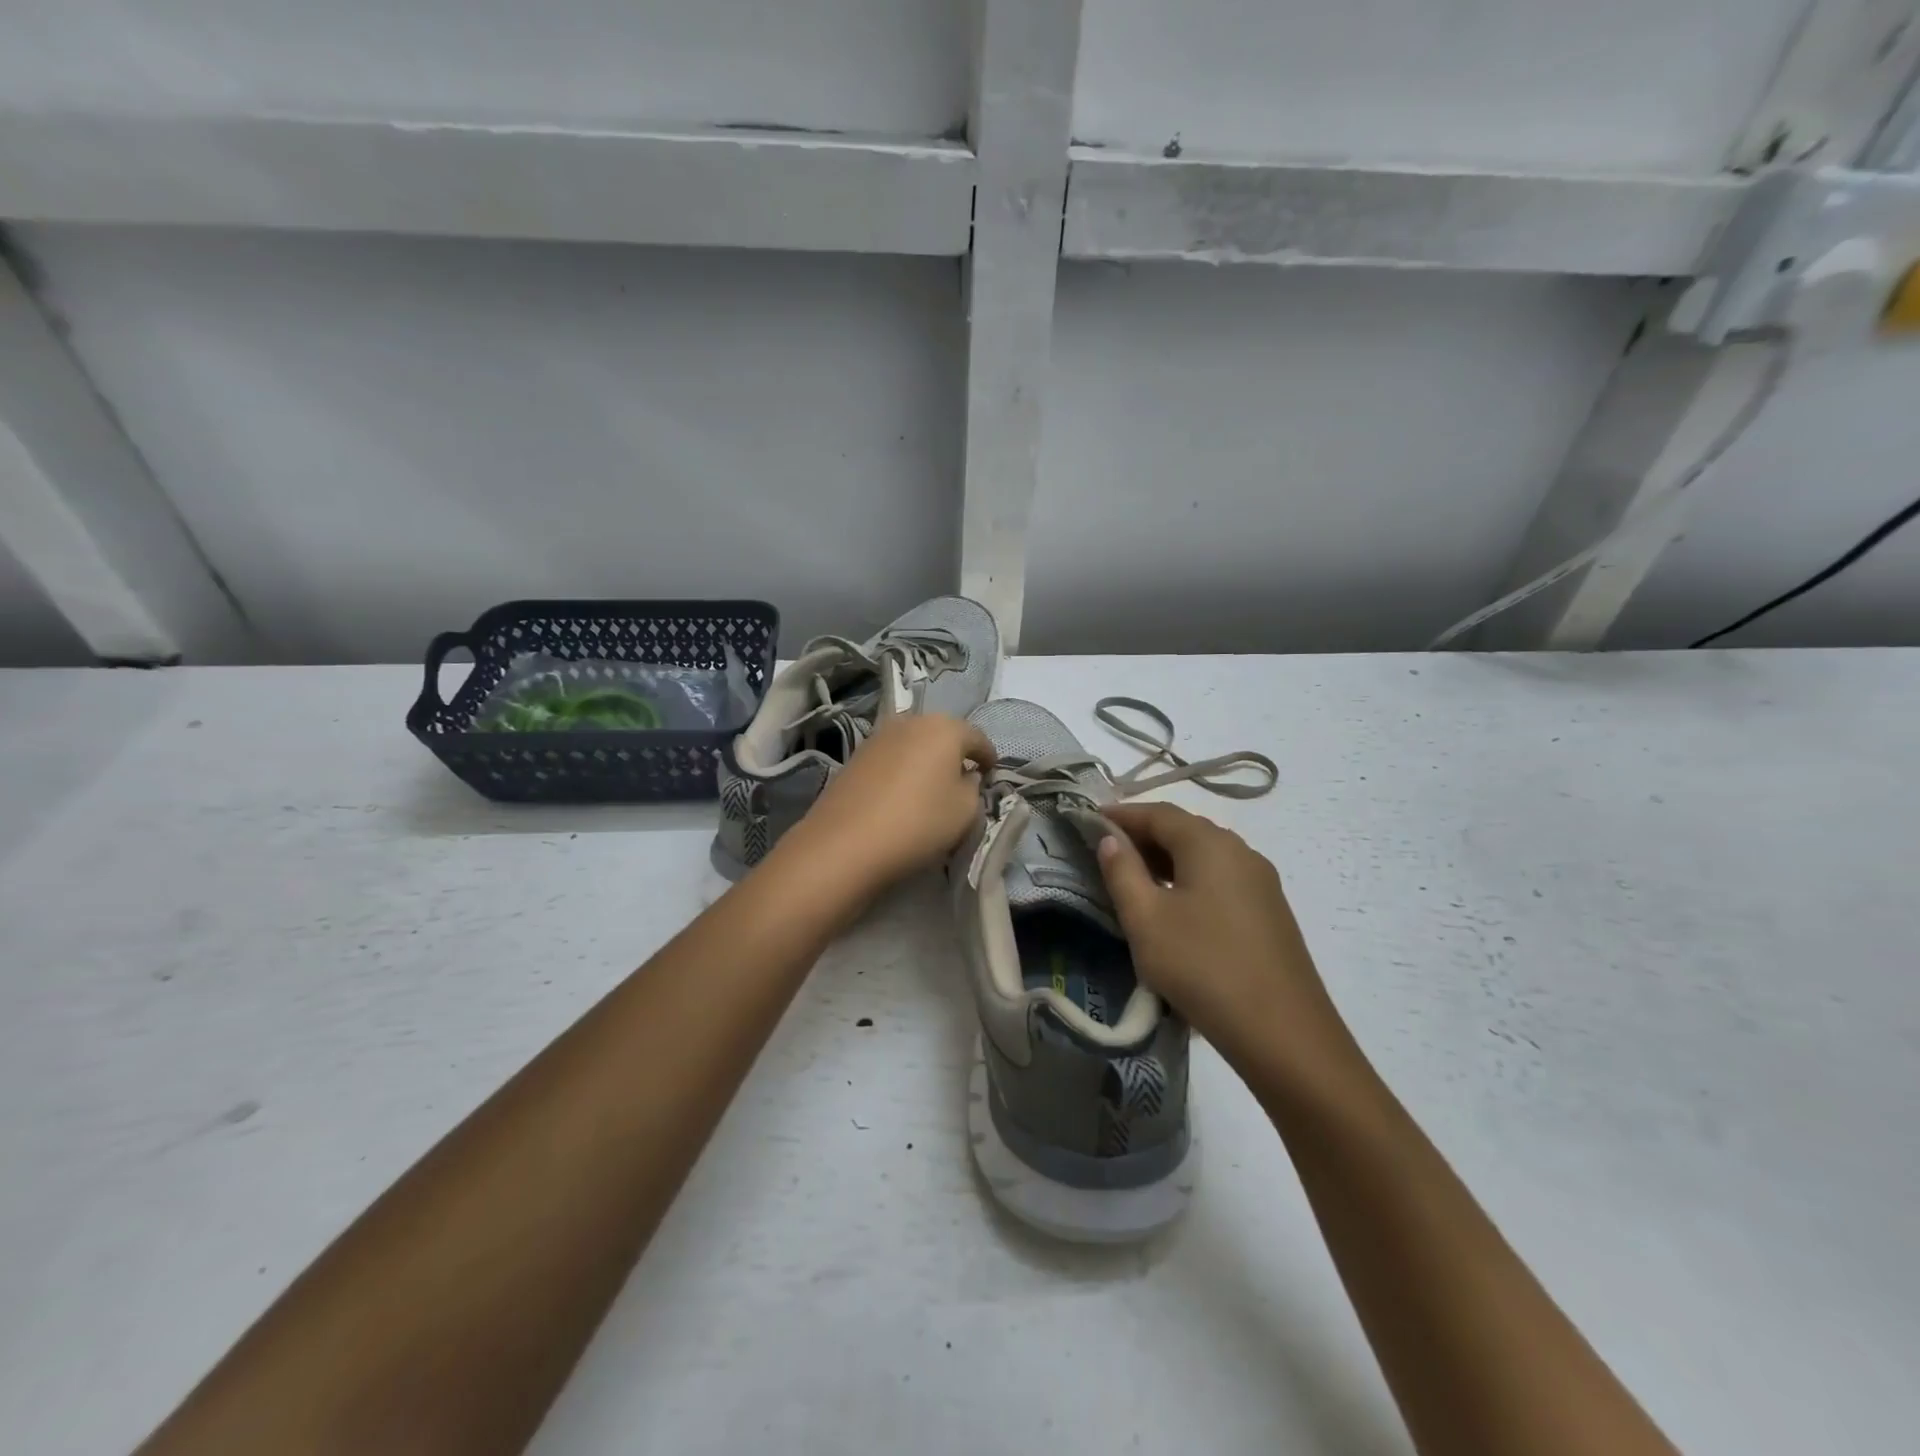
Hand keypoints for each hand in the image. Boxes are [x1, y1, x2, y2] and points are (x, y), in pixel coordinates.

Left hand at [784, 713, 995, 893]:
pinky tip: (902, 793)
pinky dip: (902, 770)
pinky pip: (892, 758)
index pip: (977, 738)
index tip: (992, 774)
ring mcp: (878, 736)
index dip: (989, 757)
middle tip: (963, 780)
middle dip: (955, 754)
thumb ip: (973, 788)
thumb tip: (965, 777)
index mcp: (945, 727)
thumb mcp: (965, 811)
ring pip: (914, 744)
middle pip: (942, 734)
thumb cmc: (918, 822)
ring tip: (931, 788)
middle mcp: (911, 721)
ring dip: (926, 760)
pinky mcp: (855, 756)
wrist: (845, 843)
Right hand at [1096, 802, 1351, 1074]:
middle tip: (1106, 852)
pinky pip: (1220, 880)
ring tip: (1133, 880)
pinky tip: (1174, 908)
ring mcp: (1261, 882)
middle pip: (1184, 830)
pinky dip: (1190, 880)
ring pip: (1204, 856)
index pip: (1158, 813)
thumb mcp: (1147, 920)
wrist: (1284, 1034)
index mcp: (1210, 844)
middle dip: (1143, 835)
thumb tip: (1111, 840)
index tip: (1088, 822)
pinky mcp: (1269, 912)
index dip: (1121, 815)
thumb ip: (1123, 872)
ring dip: (1166, 860)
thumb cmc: (1203, 967)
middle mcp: (1240, 852)